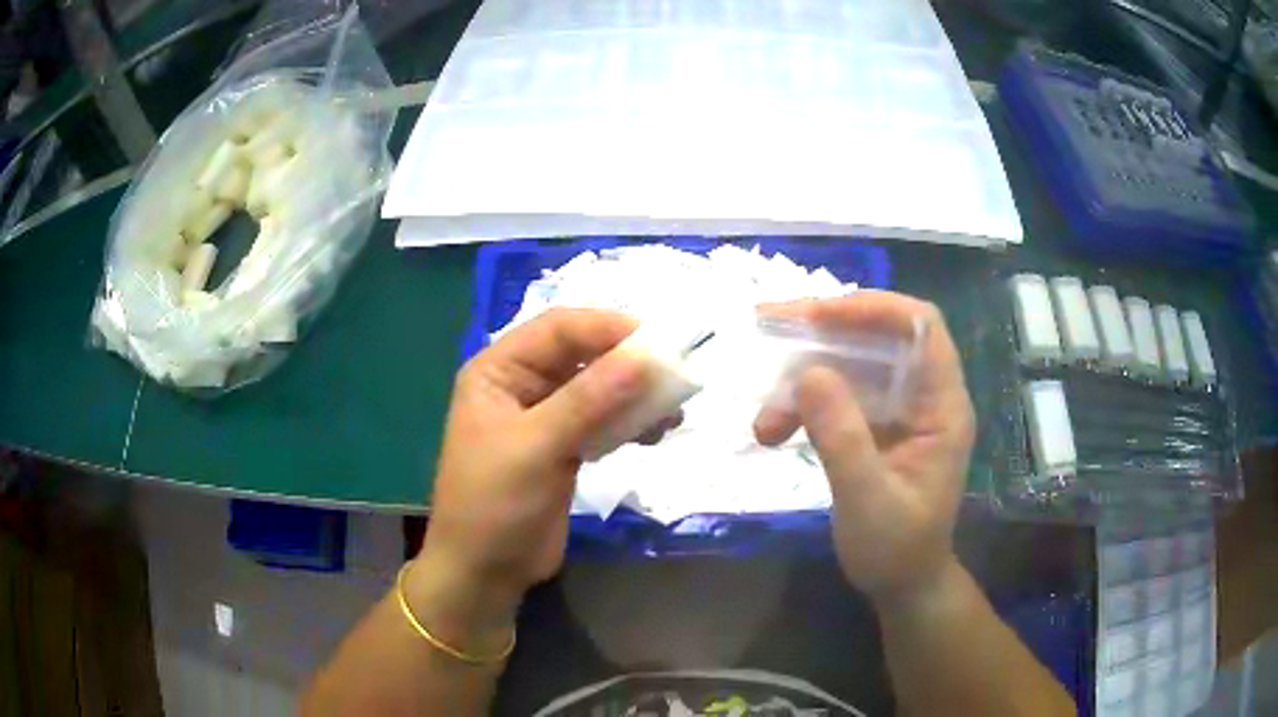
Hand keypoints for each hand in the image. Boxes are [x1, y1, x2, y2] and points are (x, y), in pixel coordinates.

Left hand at [417, 309, 651, 609]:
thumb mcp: (536, 448)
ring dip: (634, 393)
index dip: (606, 327)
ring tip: (673, 406)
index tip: (657, 339)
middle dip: (627, 361)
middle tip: (675, 371)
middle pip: (581, 355)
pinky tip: (657, 431)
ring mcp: (544, 417)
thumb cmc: (494, 505)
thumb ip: (588, 400)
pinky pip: (602, 421)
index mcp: (498, 370)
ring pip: (597, 388)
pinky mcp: (564, 447)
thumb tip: (645, 356)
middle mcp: (520, 385)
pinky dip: (629, 422)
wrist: (485, 571)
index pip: (557, 329)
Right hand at [753, 292, 974, 603]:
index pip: (921, 327)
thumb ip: (842, 438)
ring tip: (764, 418)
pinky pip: (840, 395)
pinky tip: (773, 431)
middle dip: (824, 332)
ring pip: (853, 366)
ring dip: (804, 379)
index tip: (816, 316)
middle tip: (769, 329)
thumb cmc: (896, 549)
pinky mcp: (877, 426)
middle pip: (880, 336)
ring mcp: (901, 410)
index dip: (872, 308)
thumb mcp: (867, 500)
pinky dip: (804, 405)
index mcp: (942, 406)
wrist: (902, 585)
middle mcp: (925, 396)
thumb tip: (808, 373)